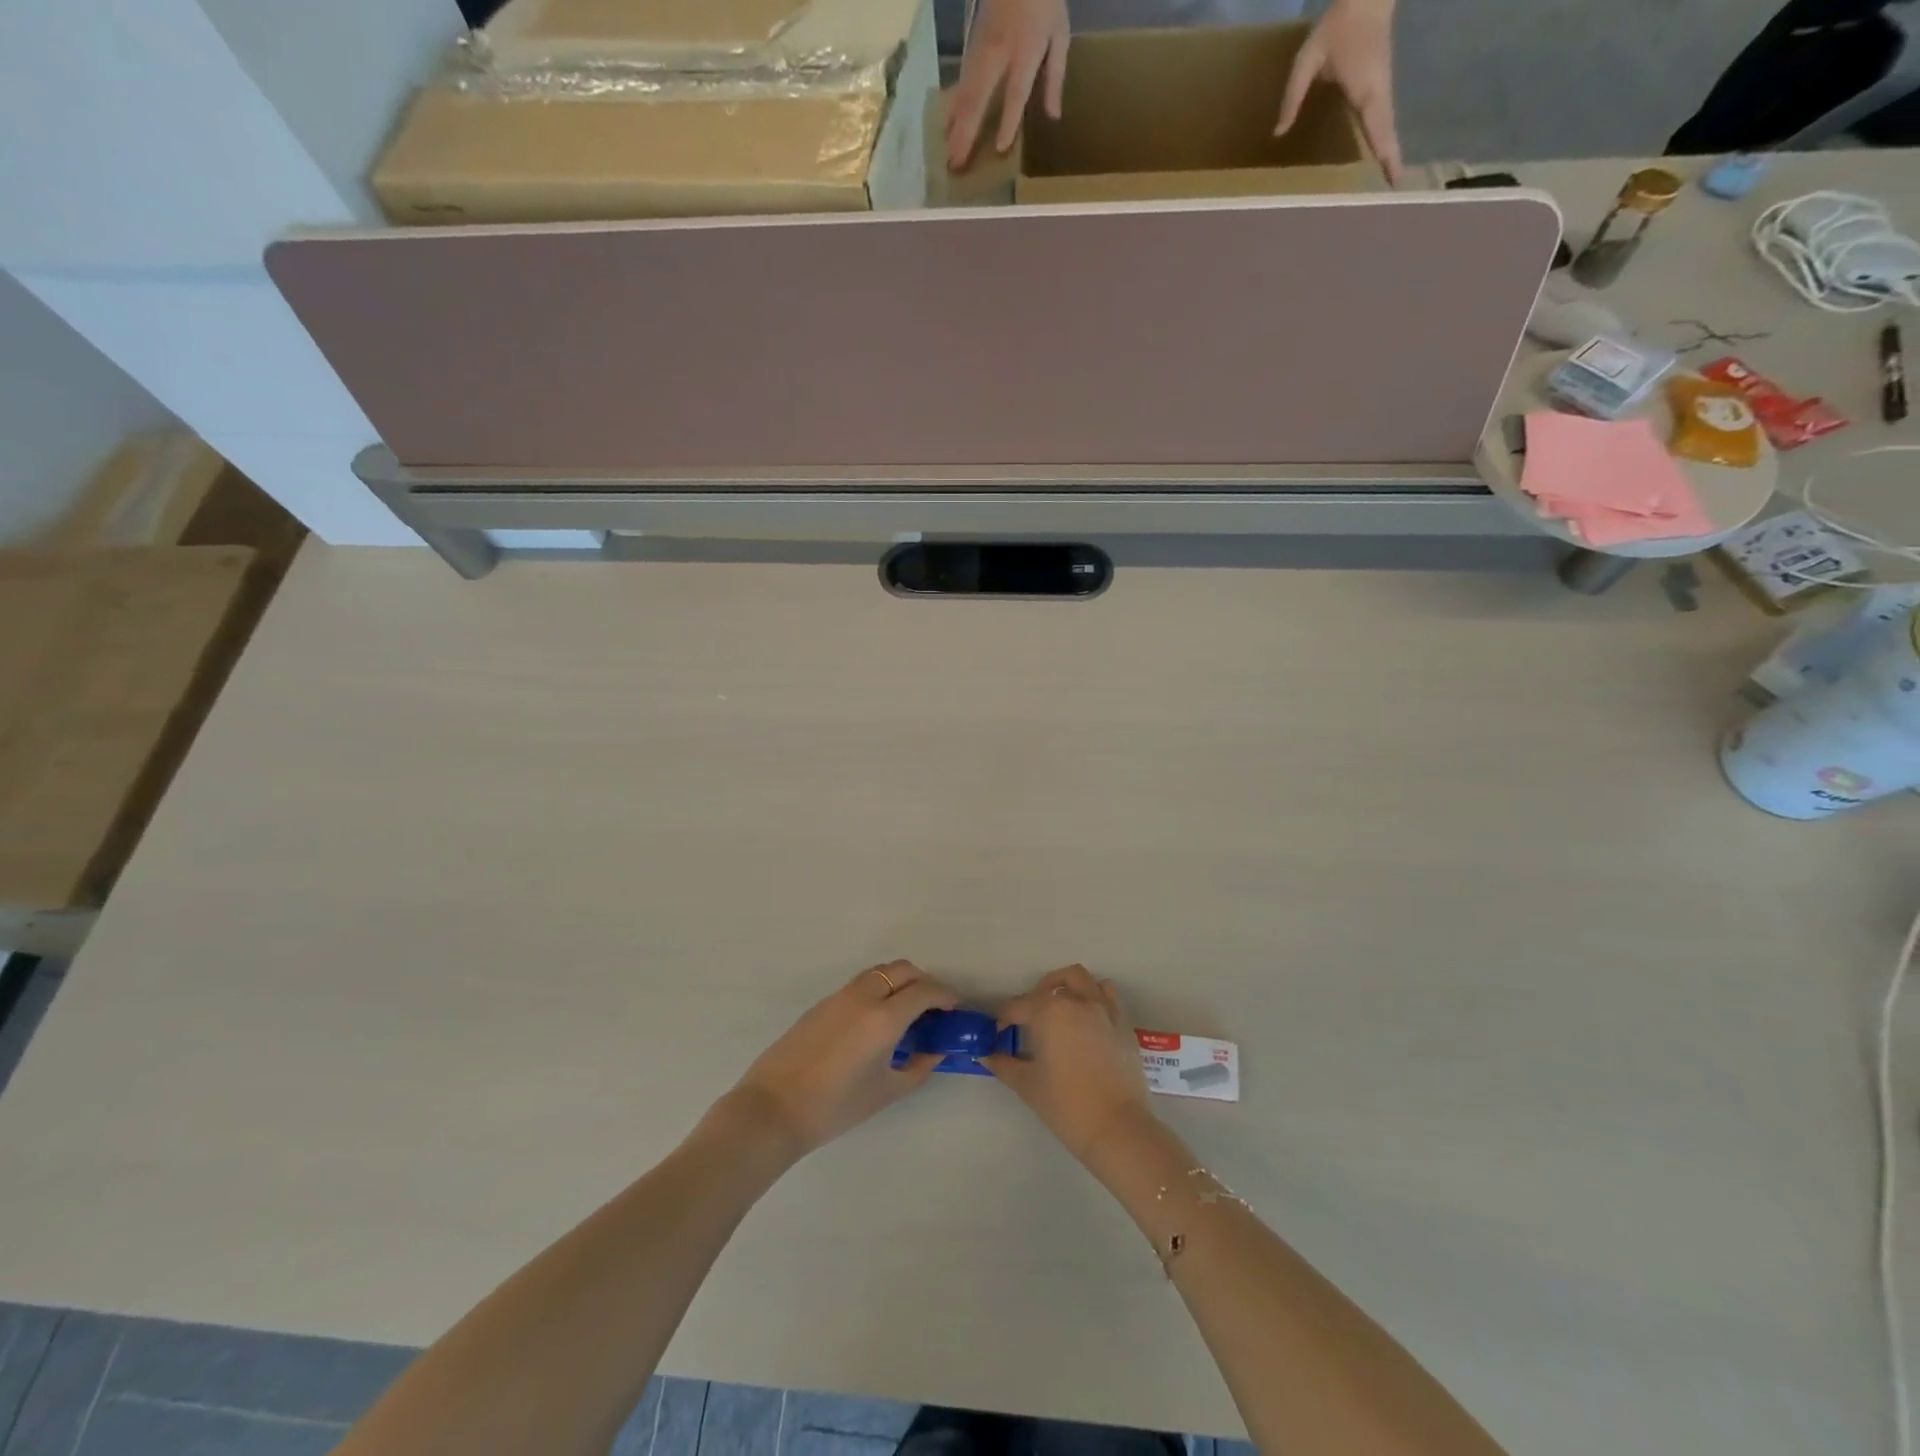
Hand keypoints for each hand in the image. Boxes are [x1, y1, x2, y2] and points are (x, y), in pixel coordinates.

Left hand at [725, 961, 957, 1156]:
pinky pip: (859, 985)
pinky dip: (877, 990)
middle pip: (902, 970)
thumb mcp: (887, 1091)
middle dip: (923, 982)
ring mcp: (839, 996)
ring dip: (898, 982)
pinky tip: (874, 1021)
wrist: (773, 1109)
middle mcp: (864, 996)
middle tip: (932, 1007)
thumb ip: (919, 1066)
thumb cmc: (836, 1106)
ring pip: (878, 972)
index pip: (924, 991)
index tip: (954, 1008)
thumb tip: (935, 1049)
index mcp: (884, 1017)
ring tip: (904, 1011)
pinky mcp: (822, 1004)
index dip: (945, 995)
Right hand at [945, 0, 1069, 169]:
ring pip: (965, 91)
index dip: (1009, 120)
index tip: (1001, 147)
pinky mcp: (972, 46)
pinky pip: (961, 81)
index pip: (1016, 91)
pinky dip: (953, 105)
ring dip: (955, 124)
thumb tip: (1053, 116)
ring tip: (947, 152)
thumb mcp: (1059, 34)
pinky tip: (946, 124)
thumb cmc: (1043, 1)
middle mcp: (999, 53)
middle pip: (979, 97)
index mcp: (1026, 50)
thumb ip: (1055, 76)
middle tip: (956, 163)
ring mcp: (981, 48)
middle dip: (967, 132)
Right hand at [983, 964, 1155, 1163]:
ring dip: (1069, 987)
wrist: (1116, 1127)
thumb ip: (1003, 1065)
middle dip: (1038, 993)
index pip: (1018, 1006)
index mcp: (1049, 1012)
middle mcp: (1077, 1001)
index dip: (1004, 1018)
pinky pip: (1108, 996)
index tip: (999, 1032)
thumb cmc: (1065, 1105)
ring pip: (1084, 980)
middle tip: (1030, 1016)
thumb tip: (985, 1055)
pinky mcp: (1123, 1023)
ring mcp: (1104, 1009)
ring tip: (1062, 1008)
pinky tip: (1088, 1021)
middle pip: (1054, 983)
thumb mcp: (1027, 1085)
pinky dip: (1096, 998)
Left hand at [1276, 0, 1402, 185]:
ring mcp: (1383, 87)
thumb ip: (1292, 97)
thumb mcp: (1307, 60)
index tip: (1392, 177)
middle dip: (1391, 158)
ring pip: (1387, 125)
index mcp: (1365, 89)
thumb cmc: (1338, 25)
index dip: (1384, 153)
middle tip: (1395, 186)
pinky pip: (1383, 118)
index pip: (1377, 128)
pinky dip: (1384, 136)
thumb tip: (1279, 134)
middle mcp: (1379, 92)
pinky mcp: (1380, 85)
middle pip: (1387, 131)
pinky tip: (1380, 152)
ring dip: (1390, 150)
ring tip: (1390, 176)